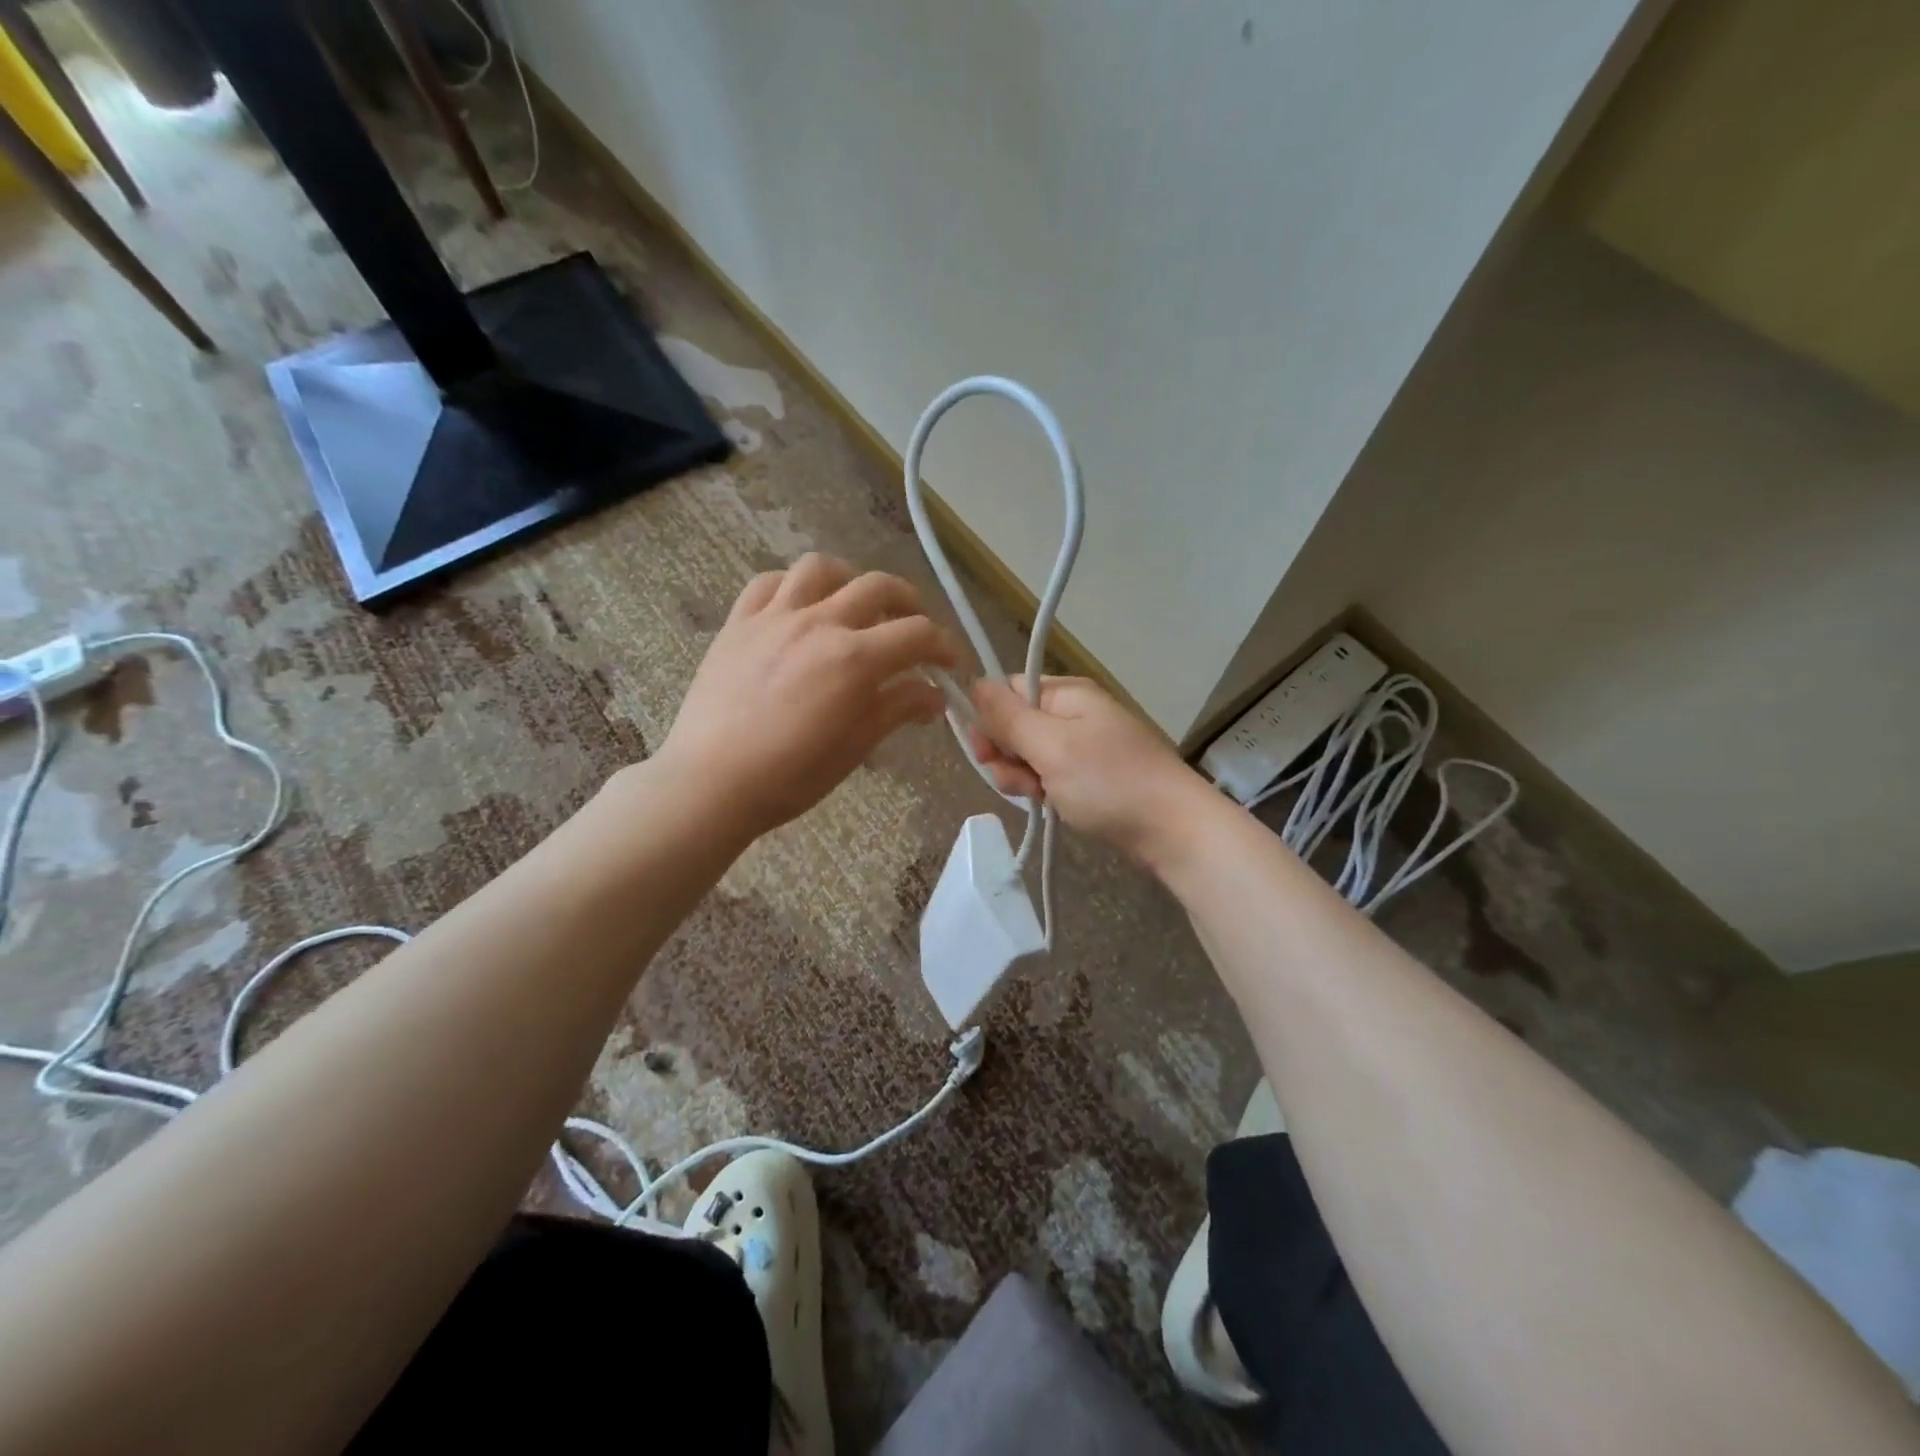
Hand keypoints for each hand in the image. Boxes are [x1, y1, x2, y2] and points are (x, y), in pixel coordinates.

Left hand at [661, 554, 958, 838]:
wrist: (710, 783)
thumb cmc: (790, 776)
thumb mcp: (855, 747)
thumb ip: (898, 708)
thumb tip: (935, 695)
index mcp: (855, 659)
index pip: (918, 634)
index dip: (945, 646)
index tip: (952, 664)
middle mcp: (819, 623)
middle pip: (878, 587)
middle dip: (909, 603)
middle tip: (914, 626)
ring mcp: (775, 617)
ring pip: (821, 569)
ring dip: (849, 580)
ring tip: (854, 604)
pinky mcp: (739, 622)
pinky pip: (768, 582)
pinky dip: (792, 586)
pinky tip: (799, 608)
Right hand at [968, 676, 1208, 863]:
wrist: (1172, 829)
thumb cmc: (1108, 782)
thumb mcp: (1050, 747)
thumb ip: (1008, 717)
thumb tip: (974, 682)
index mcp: (1065, 694)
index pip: (1007, 691)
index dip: (988, 720)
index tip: (986, 752)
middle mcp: (1073, 712)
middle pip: (1014, 725)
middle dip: (1006, 755)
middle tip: (1022, 781)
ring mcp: (1083, 745)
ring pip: (1028, 755)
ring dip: (1022, 777)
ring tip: (1041, 796)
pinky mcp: (1089, 774)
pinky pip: (1050, 774)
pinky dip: (1043, 789)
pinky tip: (1050, 804)